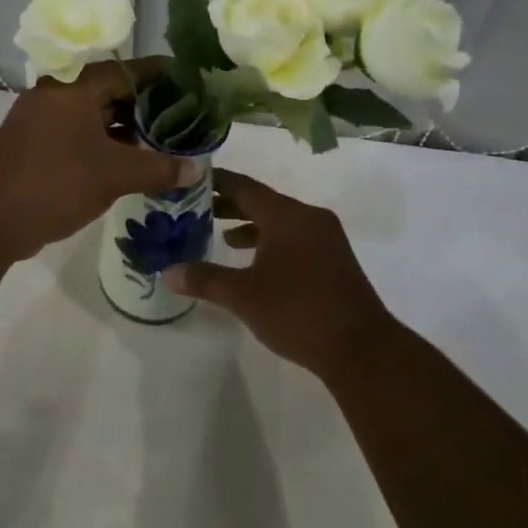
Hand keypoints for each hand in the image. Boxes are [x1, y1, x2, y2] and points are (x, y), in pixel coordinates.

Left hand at [0, 58, 195, 262]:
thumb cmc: (54, 184)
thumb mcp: (114, 175)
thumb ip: (159, 168)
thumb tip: (197, 168)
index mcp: (75, 87)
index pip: (129, 70)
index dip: (163, 75)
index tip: (194, 82)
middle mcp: (58, 94)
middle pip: (113, 91)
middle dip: (149, 106)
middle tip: (186, 118)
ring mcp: (44, 120)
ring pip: (96, 115)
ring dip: (129, 129)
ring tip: (166, 142)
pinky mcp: (38, 145)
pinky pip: (81, 135)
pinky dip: (107, 144)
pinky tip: (133, 162)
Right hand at [164, 169, 391, 376]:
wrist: (360, 347)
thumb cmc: (297, 312)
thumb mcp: (243, 296)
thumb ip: (204, 279)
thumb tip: (167, 272)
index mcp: (286, 215)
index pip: (244, 186)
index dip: (216, 182)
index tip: (190, 180)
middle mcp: (308, 217)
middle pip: (262, 201)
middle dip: (229, 205)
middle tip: (196, 209)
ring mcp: (326, 237)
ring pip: (280, 221)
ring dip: (250, 225)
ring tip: (220, 235)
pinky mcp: (334, 258)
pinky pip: (295, 237)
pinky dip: (271, 241)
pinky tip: (255, 262)